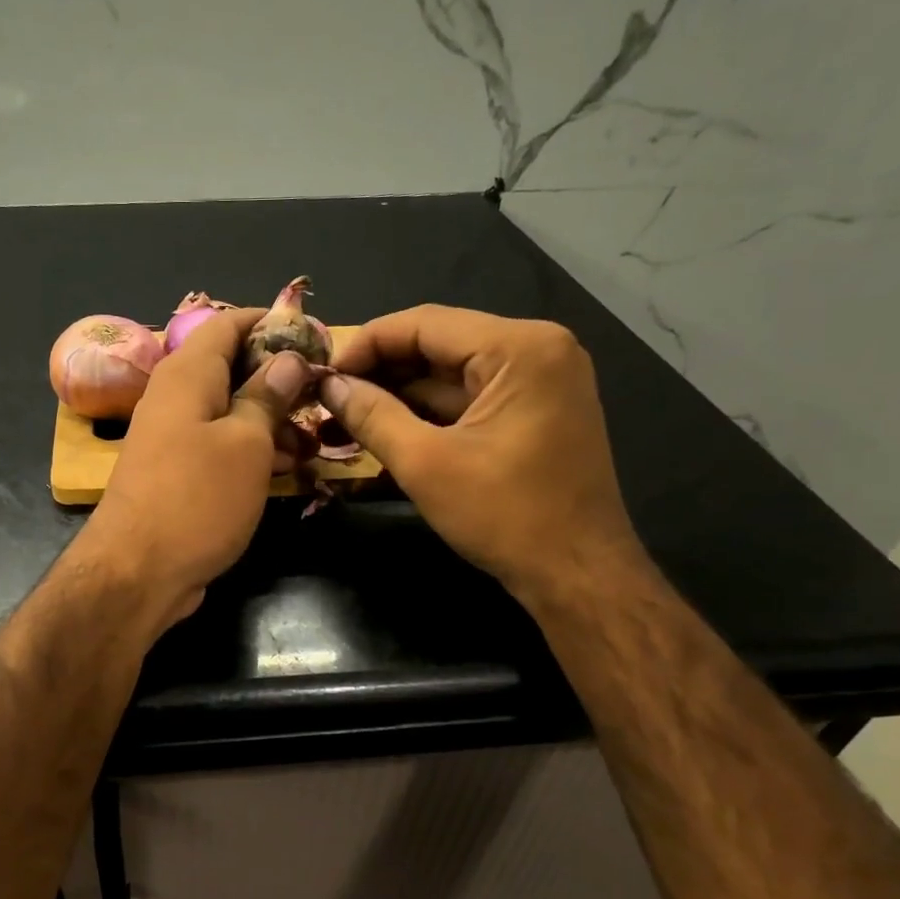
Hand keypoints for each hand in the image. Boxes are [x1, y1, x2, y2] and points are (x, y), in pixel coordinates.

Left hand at [76, 303, 314, 633]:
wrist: (136, 572)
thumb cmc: (197, 499)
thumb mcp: (245, 443)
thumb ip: (267, 396)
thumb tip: (287, 359)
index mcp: (188, 373)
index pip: (229, 322)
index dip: (272, 324)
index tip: (315, 341)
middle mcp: (175, 397)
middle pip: (231, 368)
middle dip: (279, 379)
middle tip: (322, 398)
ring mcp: (173, 437)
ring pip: (229, 412)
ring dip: (271, 422)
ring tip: (312, 443)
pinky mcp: (176, 474)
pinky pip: (219, 446)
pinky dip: (251, 452)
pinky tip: (284, 470)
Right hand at [322, 304, 645, 607]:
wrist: (577, 574)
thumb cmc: (505, 516)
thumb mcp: (426, 464)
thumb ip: (372, 416)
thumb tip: (329, 386)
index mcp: (520, 348)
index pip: (425, 324)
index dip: (366, 344)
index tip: (322, 374)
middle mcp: (537, 349)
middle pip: (440, 344)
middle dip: (381, 371)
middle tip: (329, 397)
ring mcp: (541, 380)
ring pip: (452, 373)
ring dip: (400, 393)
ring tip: (345, 415)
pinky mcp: (536, 411)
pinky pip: (471, 398)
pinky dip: (429, 412)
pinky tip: (385, 426)